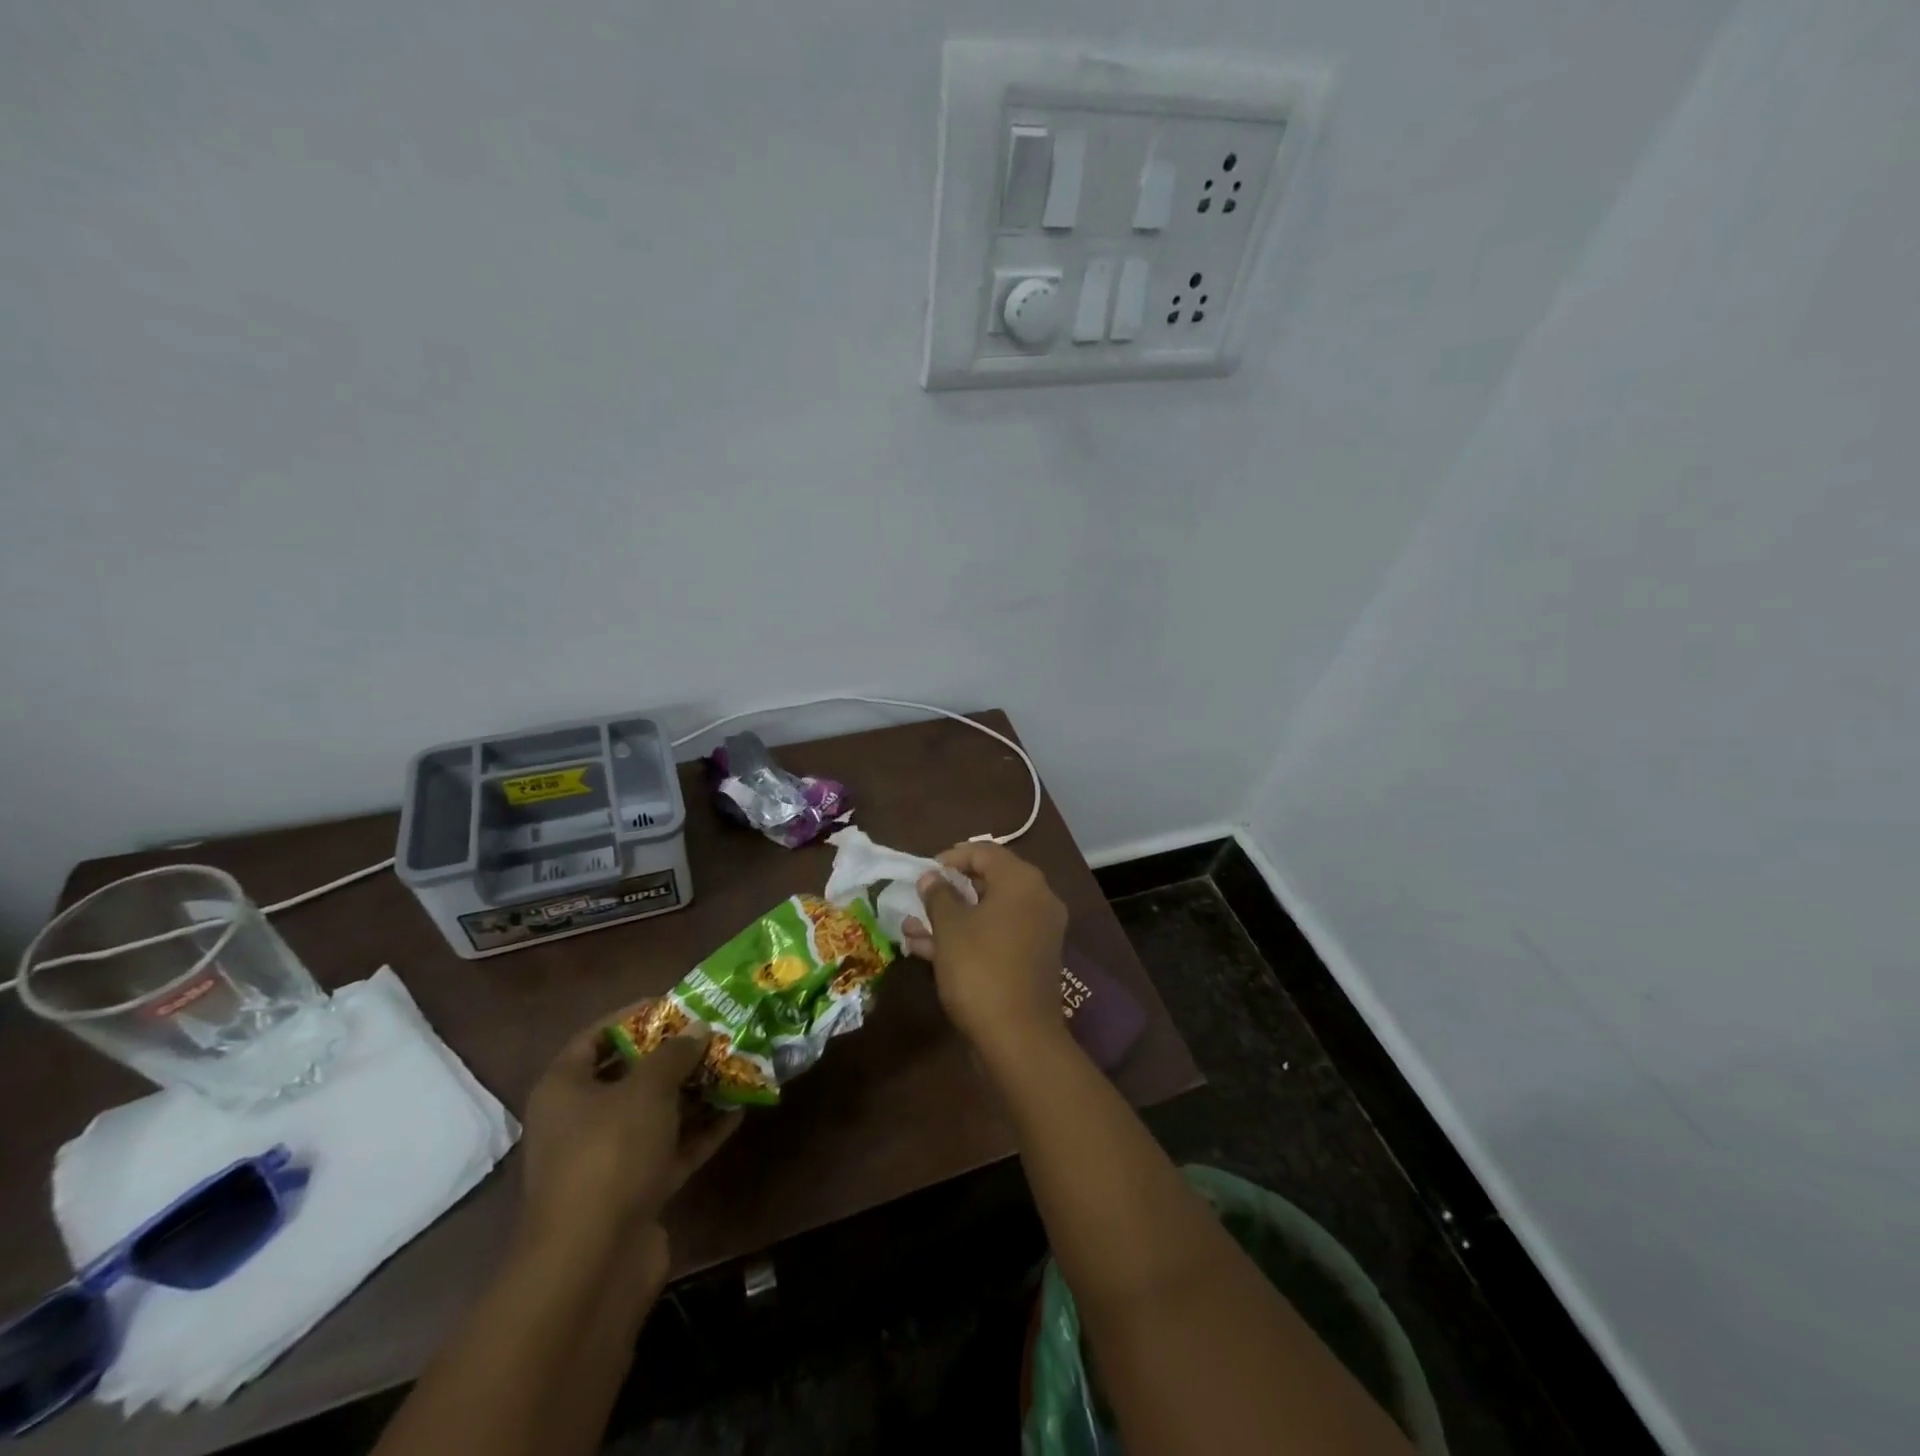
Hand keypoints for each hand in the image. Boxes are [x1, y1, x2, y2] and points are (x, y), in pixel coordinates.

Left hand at [517, 1009, 741, 1254]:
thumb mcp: (647, 1090)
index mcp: (565, 1089)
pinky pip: (671, 1149)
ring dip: (694, 1093)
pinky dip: (701, 1131)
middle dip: (674, 1056)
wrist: (592, 1261)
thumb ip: (675, 1054)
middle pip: (630, 1076)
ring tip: (735, 1065)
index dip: (634, 1016)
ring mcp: (608, 1160)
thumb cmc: (609, 1154)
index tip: (676, 1004)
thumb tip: (698, 1029)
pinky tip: (738, 1111)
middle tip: (716, 1034)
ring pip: (656, 1114)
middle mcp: (580, 1121)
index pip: (595, 1037)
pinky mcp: (634, 1192)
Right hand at [901, 842, 1067, 1056]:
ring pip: (989, 913)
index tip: (924, 871)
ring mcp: (1038, 932)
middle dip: (949, 891)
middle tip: (919, 897)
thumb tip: (932, 877)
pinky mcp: (1032, 960)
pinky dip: (967, 938)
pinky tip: (926, 950)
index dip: (952, 857)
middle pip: (989, 881)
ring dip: (951, 918)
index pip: (985, 852)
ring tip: (911, 927)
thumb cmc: (980, 969)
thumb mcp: (950, 927)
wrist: (1018, 1037)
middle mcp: (1037, 900)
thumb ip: (938, 895)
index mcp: (1022, 882)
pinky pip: (996, 937)